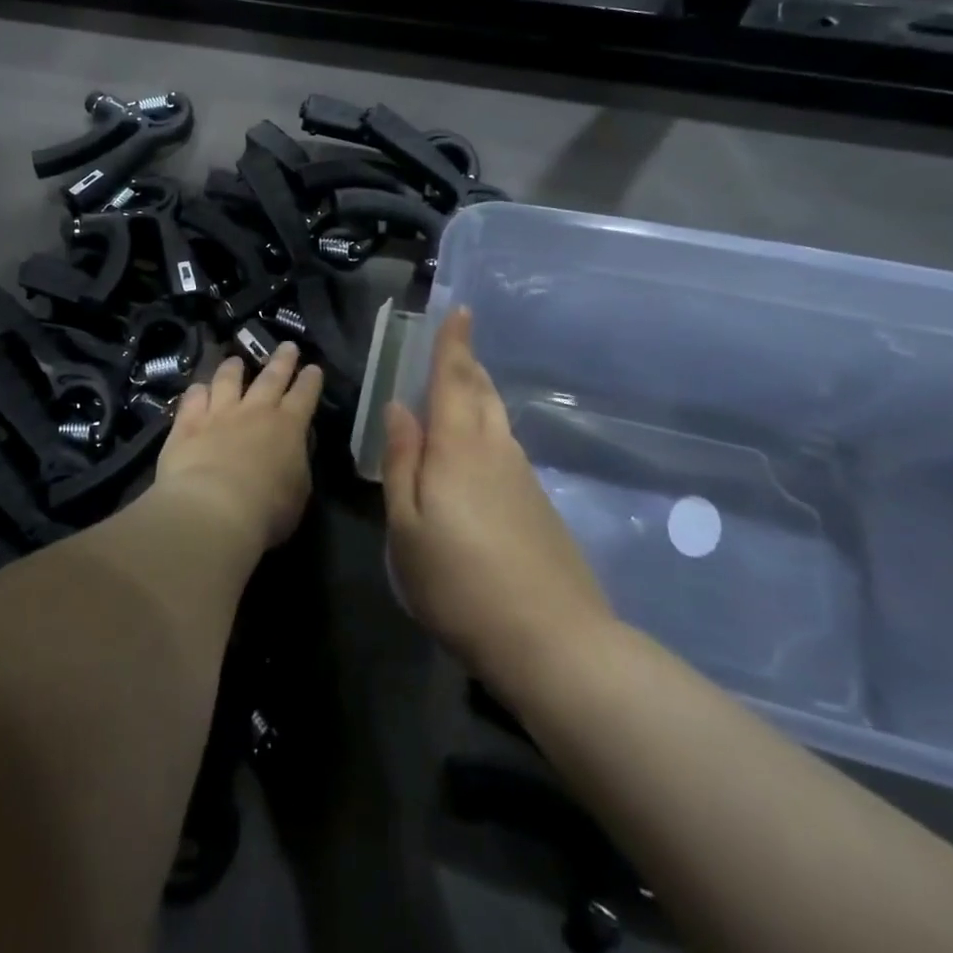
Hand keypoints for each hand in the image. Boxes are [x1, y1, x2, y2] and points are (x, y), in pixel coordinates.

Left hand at [153, 343, 322, 551]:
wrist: (212, 509)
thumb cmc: (265, 510)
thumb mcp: (299, 491)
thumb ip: (297, 464)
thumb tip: (294, 449)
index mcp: (289, 427)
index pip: (305, 395)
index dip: (311, 380)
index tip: (313, 368)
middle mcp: (255, 411)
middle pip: (271, 377)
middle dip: (282, 360)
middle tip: (288, 345)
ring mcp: (219, 412)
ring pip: (227, 379)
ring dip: (233, 367)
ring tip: (235, 360)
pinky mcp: (188, 422)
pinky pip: (193, 397)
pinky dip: (198, 390)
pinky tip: (198, 388)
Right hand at [383, 309, 613, 686]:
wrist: (554, 642)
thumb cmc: (460, 584)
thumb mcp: (407, 528)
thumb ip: (402, 463)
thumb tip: (398, 409)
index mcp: (458, 448)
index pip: (454, 379)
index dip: (454, 344)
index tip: (461, 310)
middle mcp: (496, 451)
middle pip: (481, 393)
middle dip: (467, 364)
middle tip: (455, 345)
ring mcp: (524, 478)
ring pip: (497, 420)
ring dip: (478, 394)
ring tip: (460, 386)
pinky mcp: (540, 506)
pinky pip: (506, 449)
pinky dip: (488, 432)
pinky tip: (477, 453)